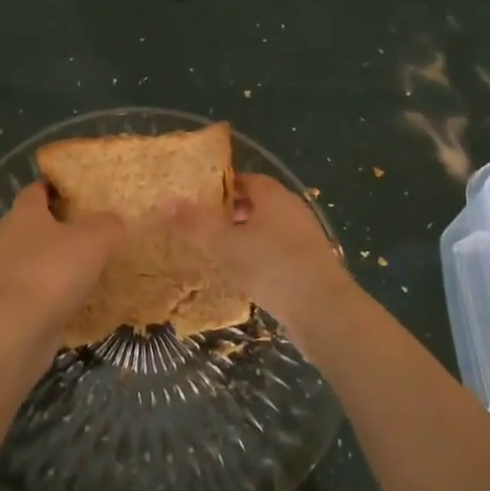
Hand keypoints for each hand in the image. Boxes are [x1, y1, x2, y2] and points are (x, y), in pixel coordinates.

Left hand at [0, 182, 122, 344]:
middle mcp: (6, 236)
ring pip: (31, 256)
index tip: (79, 194)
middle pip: (32, 222)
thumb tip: (112, 222)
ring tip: (83, 266)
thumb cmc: (54, 272)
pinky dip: (47, 288)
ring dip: (52, 259)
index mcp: (23, 212)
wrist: (17, 329)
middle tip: (88, 230)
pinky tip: (70, 298)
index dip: (57, 188)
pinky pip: (30, 286)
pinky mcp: (3, 301)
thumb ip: (108, 224)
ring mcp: (0, 270)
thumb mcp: (96, 239)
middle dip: (57, 225)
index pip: (36, 189)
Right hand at [170, 173, 356, 348]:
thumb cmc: (271, 267)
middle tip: (206, 224)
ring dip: (248, 236)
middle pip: (260, 203)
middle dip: (233, 211)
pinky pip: (280, 252)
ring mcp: (306, 238)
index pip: (247, 179)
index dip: (224, 186)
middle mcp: (293, 210)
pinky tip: (247, 275)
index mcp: (274, 196)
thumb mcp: (225, 245)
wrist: (324, 310)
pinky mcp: (312, 266)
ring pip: (270, 229)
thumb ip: (195, 224)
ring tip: (221, 251)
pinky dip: (262, 257)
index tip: (201, 197)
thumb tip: (166, 201)